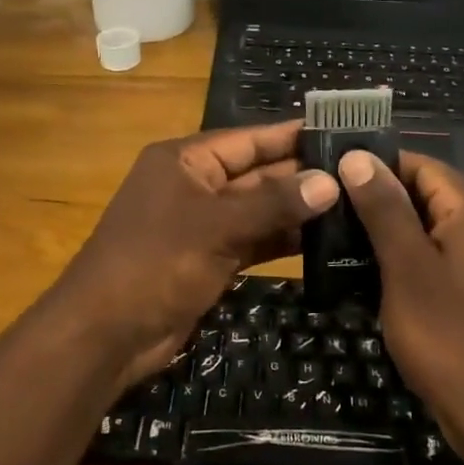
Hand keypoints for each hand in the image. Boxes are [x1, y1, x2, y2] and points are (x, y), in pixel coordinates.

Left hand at [51, 123, 340, 390]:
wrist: (105, 334)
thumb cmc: (155, 263)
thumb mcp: (216, 227)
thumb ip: (273, 204)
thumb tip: (329, 182)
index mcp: (185, 160)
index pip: (249, 139)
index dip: (292, 135)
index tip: (339, 131)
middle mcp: (194, 185)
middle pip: (257, 174)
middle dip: (303, 175)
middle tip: (359, 173)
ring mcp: (202, 225)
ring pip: (259, 210)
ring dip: (298, 210)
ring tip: (353, 205)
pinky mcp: (209, 259)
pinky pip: (253, 241)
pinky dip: (282, 241)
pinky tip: (323, 241)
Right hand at [338, 150, 463, 464]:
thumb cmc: (450, 336)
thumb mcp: (408, 268)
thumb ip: (385, 211)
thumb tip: (358, 157)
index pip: (424, 166)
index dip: (381, 162)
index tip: (334, 168)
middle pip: (422, 196)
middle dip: (375, 197)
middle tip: (325, 203)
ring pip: (421, 231)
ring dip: (381, 231)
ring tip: (331, 235)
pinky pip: (425, 263)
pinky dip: (394, 262)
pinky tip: (357, 274)